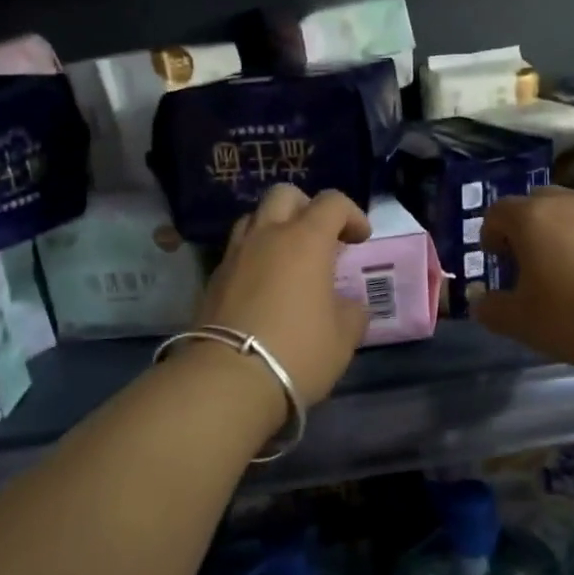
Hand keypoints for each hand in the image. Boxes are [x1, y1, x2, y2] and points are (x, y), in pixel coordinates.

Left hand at [193, 185, 372, 408]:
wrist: (229, 379)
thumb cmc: (298, 352)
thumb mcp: (343, 337)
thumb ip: (352, 312)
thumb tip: (348, 305)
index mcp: (305, 240)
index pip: (332, 202)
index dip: (352, 214)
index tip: (360, 240)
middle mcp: (267, 236)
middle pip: (284, 195)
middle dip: (307, 208)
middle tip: (321, 238)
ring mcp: (234, 255)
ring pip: (254, 219)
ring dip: (275, 228)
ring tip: (289, 259)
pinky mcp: (213, 279)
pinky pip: (237, 251)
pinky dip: (254, 256)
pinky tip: (264, 286)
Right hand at [474, 187, 573, 371]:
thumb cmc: (573, 317)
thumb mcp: (519, 322)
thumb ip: (490, 309)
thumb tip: (481, 302)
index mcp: (531, 217)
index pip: (497, 211)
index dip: (489, 235)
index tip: (497, 262)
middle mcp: (566, 203)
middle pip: (533, 203)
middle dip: (522, 228)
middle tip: (525, 262)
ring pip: (567, 212)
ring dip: (555, 232)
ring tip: (560, 269)